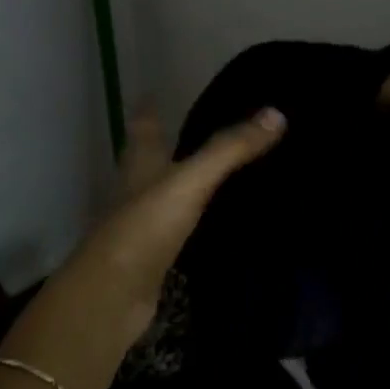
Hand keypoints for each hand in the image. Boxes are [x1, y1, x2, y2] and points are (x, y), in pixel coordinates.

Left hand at [0, 105, 285, 388]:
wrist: (113, 295)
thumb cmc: (145, 227)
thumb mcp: (191, 181)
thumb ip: (230, 149)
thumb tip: (276, 113)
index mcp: (140, 164)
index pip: (144, 127)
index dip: (149, 110)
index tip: (153, 93)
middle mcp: (136, 190)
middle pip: (149, 159)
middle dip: (166, 144)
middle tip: (196, 128)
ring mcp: (141, 225)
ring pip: (162, 194)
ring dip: (181, 183)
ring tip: (212, 172)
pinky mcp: (152, 258)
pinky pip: (175, 230)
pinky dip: (191, 221)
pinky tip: (209, 223)